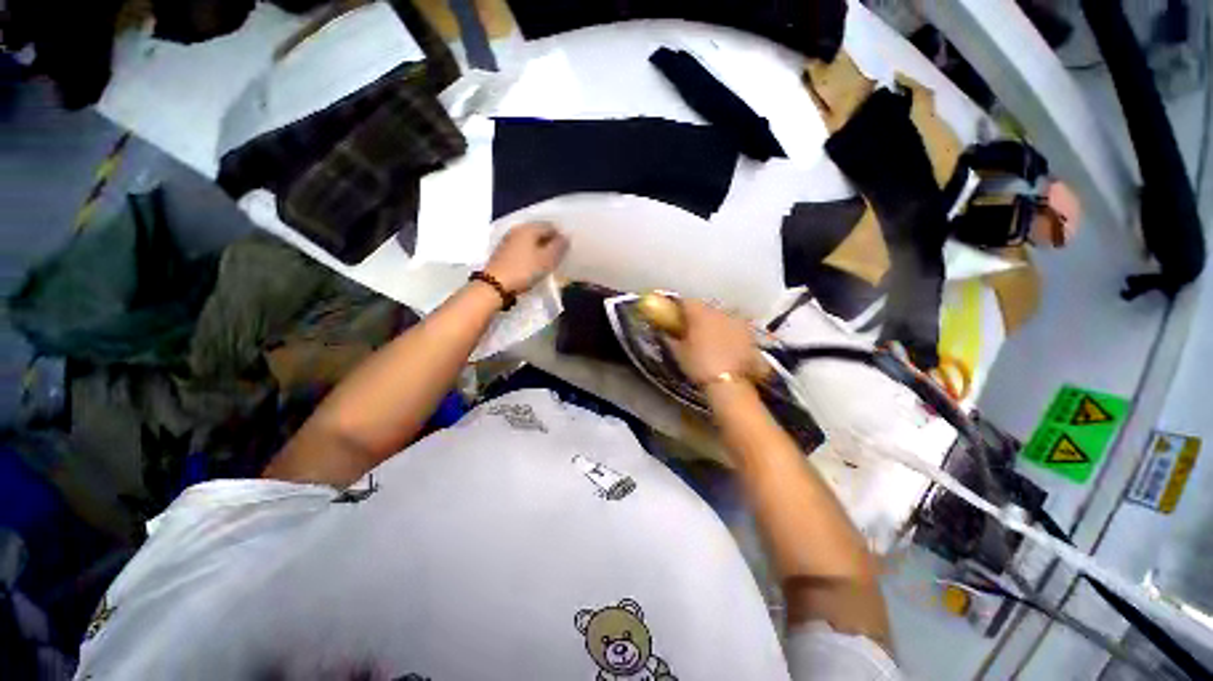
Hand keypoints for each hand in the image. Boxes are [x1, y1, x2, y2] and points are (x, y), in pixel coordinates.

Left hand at [484, 222, 569, 293]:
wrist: (495, 285)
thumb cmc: (524, 270)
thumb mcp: (547, 260)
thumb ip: (559, 247)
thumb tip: (566, 236)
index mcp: (529, 228)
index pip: (550, 226)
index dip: (560, 237)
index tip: (566, 251)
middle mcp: (517, 229)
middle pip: (539, 232)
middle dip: (550, 242)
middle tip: (558, 257)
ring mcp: (508, 240)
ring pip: (530, 241)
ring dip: (540, 249)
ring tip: (547, 262)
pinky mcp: (503, 252)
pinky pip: (522, 248)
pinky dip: (530, 254)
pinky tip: (533, 265)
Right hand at [667, 300, 764, 385]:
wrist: (731, 384)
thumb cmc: (700, 366)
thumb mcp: (679, 353)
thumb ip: (670, 339)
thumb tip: (665, 332)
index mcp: (699, 314)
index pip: (686, 302)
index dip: (678, 307)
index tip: (674, 315)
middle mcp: (720, 312)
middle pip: (705, 308)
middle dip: (698, 315)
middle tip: (691, 328)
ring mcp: (737, 322)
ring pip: (722, 316)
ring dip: (714, 323)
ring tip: (709, 338)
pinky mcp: (750, 334)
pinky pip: (735, 328)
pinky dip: (729, 333)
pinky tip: (726, 345)